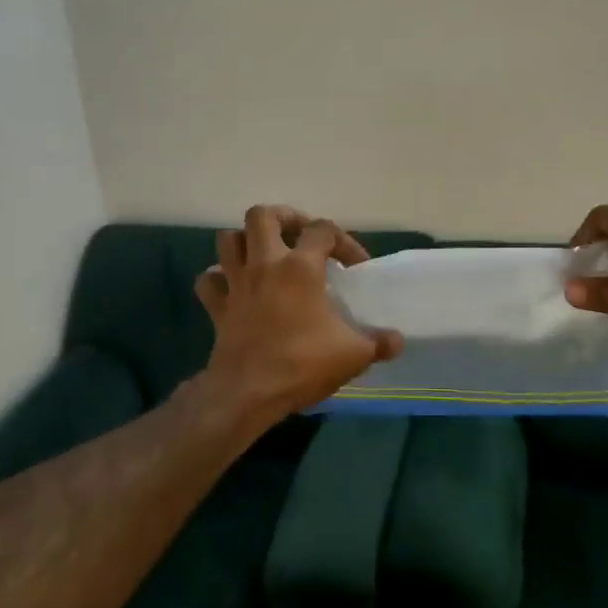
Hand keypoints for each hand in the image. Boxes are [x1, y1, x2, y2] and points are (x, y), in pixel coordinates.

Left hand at [194, 205, 404, 427]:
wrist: (248, 393)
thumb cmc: (303, 364)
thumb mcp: (354, 355)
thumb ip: (379, 343)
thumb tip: (397, 340)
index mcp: (300, 267)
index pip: (323, 229)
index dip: (344, 241)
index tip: (355, 267)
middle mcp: (265, 264)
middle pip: (262, 215)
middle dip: (283, 218)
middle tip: (300, 237)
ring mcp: (236, 283)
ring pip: (228, 239)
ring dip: (246, 241)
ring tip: (266, 255)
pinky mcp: (218, 307)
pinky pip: (209, 281)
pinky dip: (218, 278)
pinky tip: (233, 288)